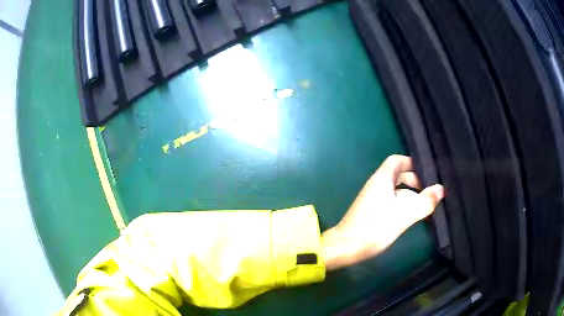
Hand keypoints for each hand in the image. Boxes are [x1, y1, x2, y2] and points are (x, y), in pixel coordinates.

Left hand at [322, 155, 443, 270]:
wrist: (346, 247)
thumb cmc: (375, 227)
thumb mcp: (404, 214)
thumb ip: (424, 201)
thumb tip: (441, 189)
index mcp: (381, 179)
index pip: (397, 160)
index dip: (412, 163)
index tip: (427, 173)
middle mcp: (376, 185)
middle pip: (398, 175)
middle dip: (415, 180)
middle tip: (429, 191)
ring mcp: (373, 199)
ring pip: (395, 190)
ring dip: (410, 194)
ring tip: (425, 203)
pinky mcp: (372, 212)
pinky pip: (391, 201)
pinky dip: (403, 204)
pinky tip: (412, 215)